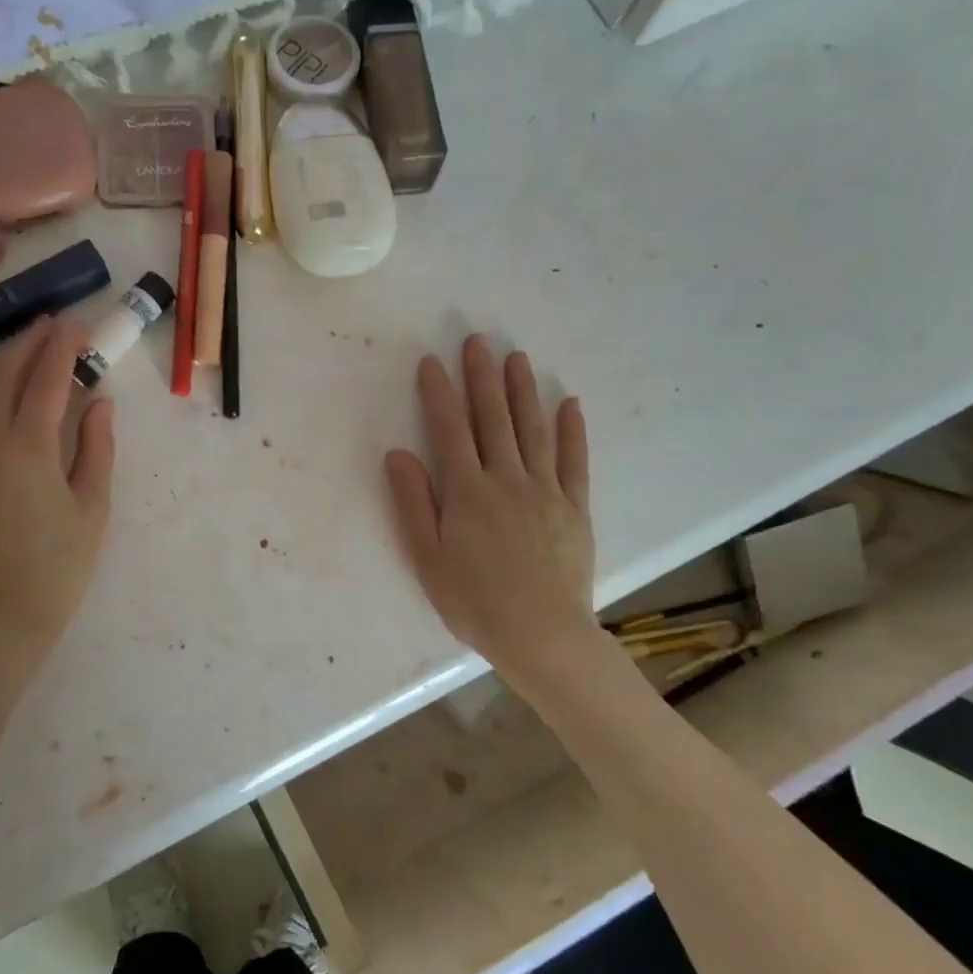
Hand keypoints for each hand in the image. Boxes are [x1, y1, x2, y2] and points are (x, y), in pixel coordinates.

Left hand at [0, 316, 114, 672]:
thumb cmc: (58, 567)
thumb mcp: (92, 509)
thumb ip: (96, 449)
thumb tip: (99, 403)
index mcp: (29, 447)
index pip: (46, 379)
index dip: (63, 347)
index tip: (79, 325)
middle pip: (7, 373)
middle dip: (32, 342)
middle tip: (58, 325)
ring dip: (3, 358)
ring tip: (28, 346)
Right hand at [385, 336, 594, 682]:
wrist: (540, 632)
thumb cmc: (474, 600)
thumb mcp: (427, 557)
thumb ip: (413, 502)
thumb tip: (397, 453)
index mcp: (466, 491)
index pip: (449, 430)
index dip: (439, 393)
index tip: (433, 361)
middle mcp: (506, 478)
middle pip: (492, 418)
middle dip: (482, 377)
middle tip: (478, 340)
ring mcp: (545, 489)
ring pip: (532, 429)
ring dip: (523, 391)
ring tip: (517, 357)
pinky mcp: (574, 506)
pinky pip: (573, 460)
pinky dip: (572, 430)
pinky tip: (568, 403)